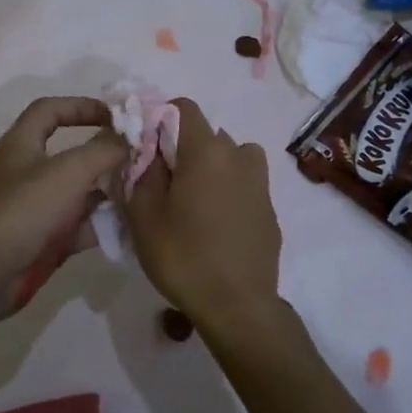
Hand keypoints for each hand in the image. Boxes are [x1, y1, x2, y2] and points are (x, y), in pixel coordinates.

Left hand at [0, 97, 127, 313]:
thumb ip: (103, 150)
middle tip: (140, 156)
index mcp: (22, 143)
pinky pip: (80, 224)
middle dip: (105, 153)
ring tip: (144, 188)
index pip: (50, 110)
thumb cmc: (24, 210)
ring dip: (109, 189)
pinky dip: (103, 223)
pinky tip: (133, 223)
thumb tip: (129, 136)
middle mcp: (28, 171)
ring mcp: (36, 207)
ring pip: (79, 191)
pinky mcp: (45, 238)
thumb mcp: (69, 171)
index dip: (82, 106)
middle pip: (71, 153)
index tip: (116, 115)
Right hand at [126, 98, 283, 338]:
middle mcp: (238, 156)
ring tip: (194, 200)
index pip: (184, 107)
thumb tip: (148, 153)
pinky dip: (229, 191)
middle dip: (184, 148)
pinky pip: (245, 184)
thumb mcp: (143, 216)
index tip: (147, 145)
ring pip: (232, 157)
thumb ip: (142, 173)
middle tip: (164, 181)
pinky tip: (216, 224)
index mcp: (205, 151)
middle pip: (208, 134)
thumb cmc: (183, 256)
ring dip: (212, 167)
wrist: (237, 305)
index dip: (162, 117)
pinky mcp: (269, 209)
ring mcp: (260, 183)